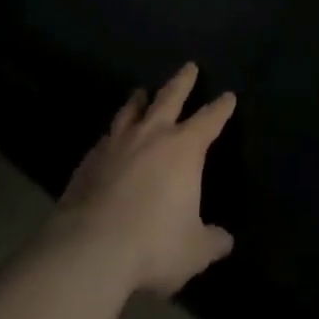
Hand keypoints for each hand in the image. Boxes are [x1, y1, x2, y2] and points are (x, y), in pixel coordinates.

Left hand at [54, 63, 235, 295]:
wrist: (90, 250)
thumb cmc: (153, 244)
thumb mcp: (193, 251)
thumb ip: (212, 242)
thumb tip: (226, 241)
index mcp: (185, 148)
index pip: (210, 119)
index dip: (221, 107)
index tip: (228, 96)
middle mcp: (153, 135)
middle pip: (170, 97)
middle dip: (183, 81)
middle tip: (189, 66)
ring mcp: (118, 144)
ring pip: (131, 111)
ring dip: (138, 100)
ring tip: (140, 92)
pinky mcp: (90, 160)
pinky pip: (104, 139)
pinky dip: (111, 135)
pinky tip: (108, 139)